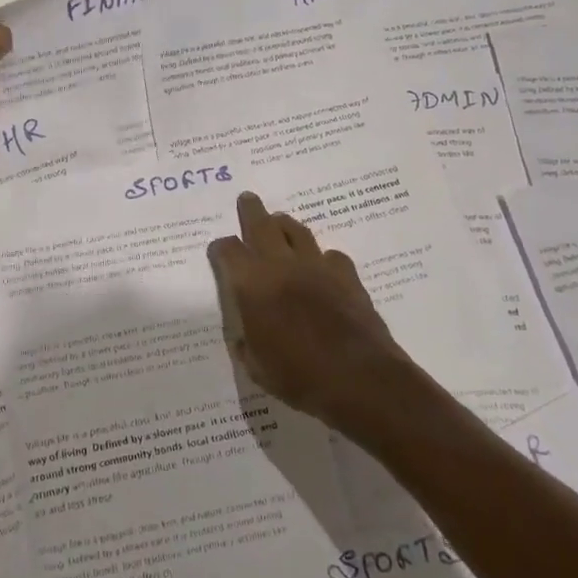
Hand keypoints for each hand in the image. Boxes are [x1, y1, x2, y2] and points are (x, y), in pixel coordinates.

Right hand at [207, 192, 415, 434]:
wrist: (359, 379)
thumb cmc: (298, 376)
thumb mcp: (256, 367)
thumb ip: (247, 343)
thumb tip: (246, 333)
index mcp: (252, 284)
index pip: (229, 251)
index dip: (221, 248)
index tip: (218, 250)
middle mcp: (282, 265)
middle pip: (262, 224)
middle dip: (251, 210)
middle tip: (247, 198)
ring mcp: (318, 267)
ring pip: (297, 231)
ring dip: (285, 224)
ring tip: (280, 221)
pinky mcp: (347, 277)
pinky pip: (331, 255)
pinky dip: (322, 257)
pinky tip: (322, 266)